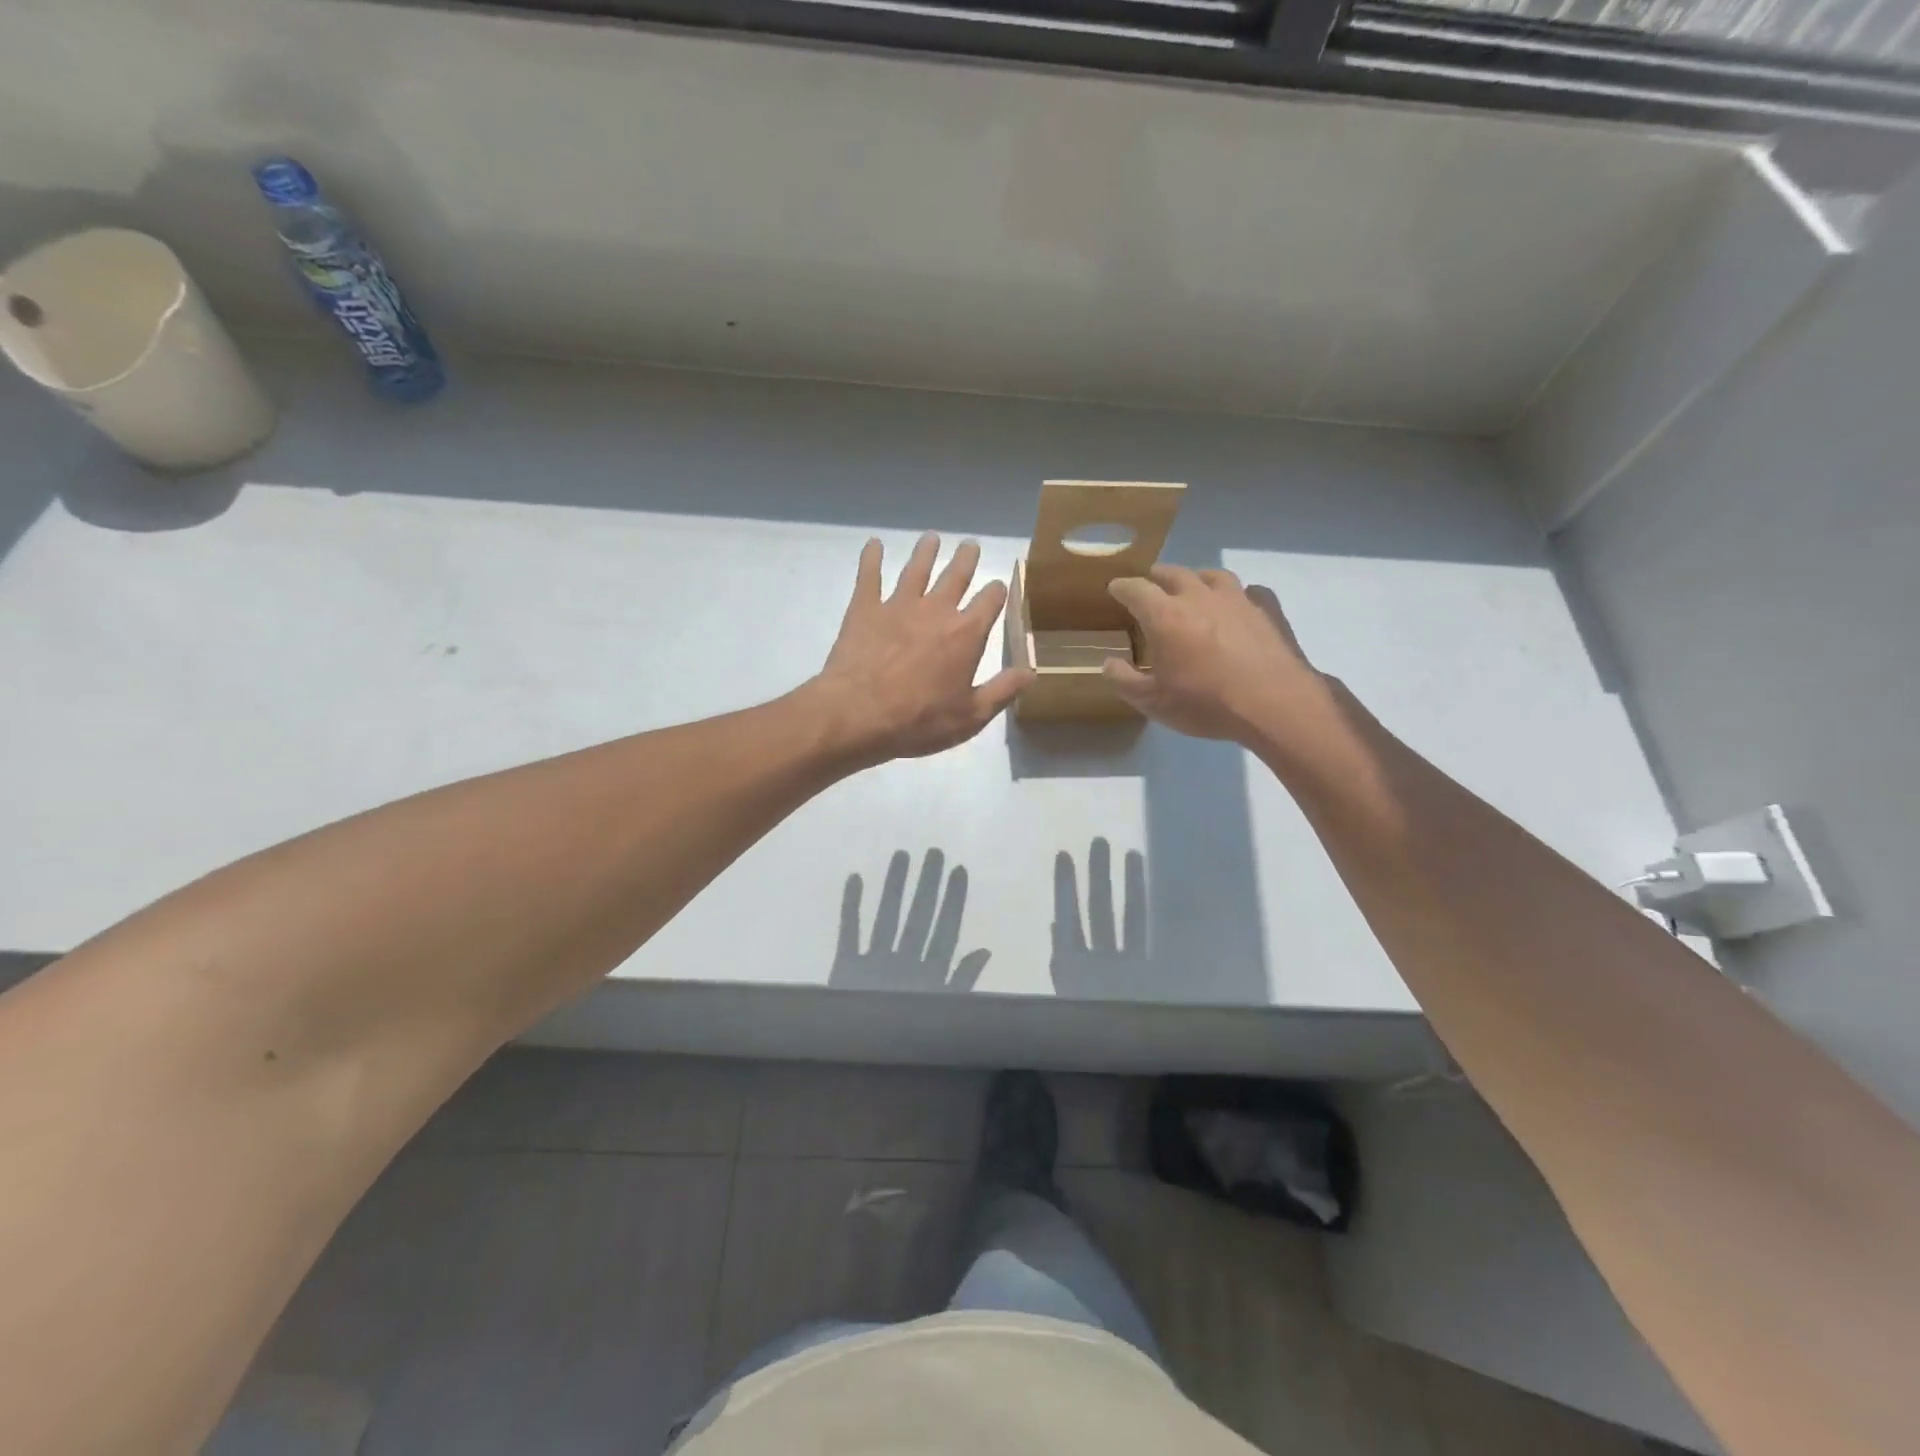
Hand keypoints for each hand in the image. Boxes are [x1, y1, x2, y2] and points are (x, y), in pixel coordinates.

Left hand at [810, 534, 1031, 763]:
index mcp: (966, 634)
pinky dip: (872, 558)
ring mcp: (898, 605)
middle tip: (970, 545)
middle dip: (966, 559)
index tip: (998, 587)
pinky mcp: (865, 608)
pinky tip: (874, 544)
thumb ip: (1002, 691)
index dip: (997, 592)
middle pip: (956, 575)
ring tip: (931, 538)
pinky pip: (870, 575)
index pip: (990, 601)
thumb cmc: (920, 720)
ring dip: (926, 552)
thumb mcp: (971, 716)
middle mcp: (936, 610)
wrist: (859, 714)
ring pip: (916, 569)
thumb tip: (1031, 672)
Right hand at [1102, 566, 1332, 745]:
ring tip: (1193, 587)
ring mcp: (1238, 599)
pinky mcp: (1268, 610)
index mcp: (1165, 616)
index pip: (1136, 589)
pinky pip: (1251, 592)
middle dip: (1157, 577)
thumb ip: (1125, 681)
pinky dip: (1240, 596)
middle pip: (1173, 573)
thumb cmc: (1206, 703)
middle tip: (1151, 583)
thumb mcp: (1153, 702)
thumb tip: (1109, 663)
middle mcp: (1199, 597)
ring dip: (1197, 578)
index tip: (1115, 588)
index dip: (1122, 587)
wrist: (1274, 704)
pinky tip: (1241, 606)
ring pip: (1212, 575)